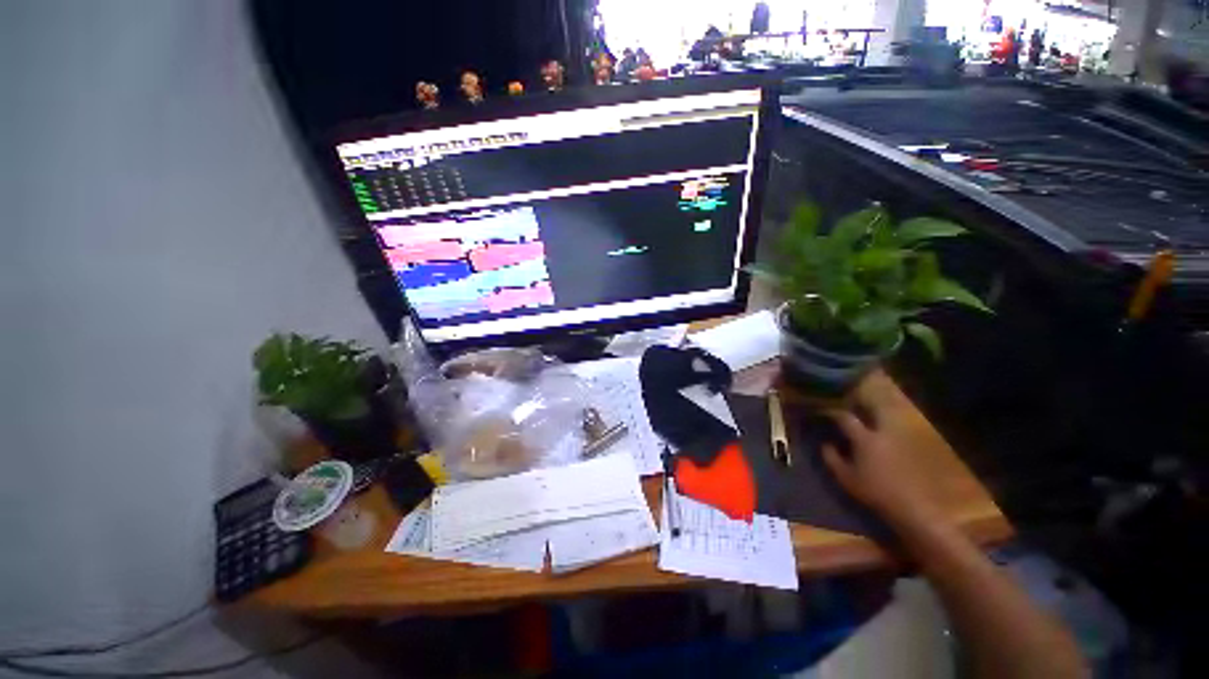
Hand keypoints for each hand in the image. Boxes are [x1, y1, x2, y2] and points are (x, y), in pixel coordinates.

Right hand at [821, 409, 944, 529]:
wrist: (927, 509)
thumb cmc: (881, 495)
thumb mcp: (849, 481)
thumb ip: (833, 460)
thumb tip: (825, 444)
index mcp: (865, 439)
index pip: (845, 417)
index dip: (833, 412)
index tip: (826, 411)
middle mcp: (885, 430)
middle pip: (872, 404)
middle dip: (860, 399)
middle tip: (852, 401)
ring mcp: (908, 432)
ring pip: (892, 407)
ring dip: (880, 404)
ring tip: (872, 408)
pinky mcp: (926, 437)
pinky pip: (908, 418)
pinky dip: (897, 416)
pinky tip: (892, 423)